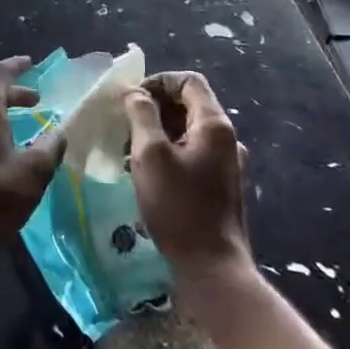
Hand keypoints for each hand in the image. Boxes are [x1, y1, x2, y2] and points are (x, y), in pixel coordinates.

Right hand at [124, 71, 252, 286]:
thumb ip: (142, 115)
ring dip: (156, 131)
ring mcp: (225, 163)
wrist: (212, 267)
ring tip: (128, 149)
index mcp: (214, 125)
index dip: (158, 82)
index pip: (188, 81)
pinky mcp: (218, 185)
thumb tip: (136, 93)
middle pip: (188, 104)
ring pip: (187, 130)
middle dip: (153, 108)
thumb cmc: (179, 206)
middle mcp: (225, 139)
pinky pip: (190, 153)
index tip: (131, 99)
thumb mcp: (151, 155)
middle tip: (124, 124)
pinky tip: (145, 172)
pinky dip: (167, 152)